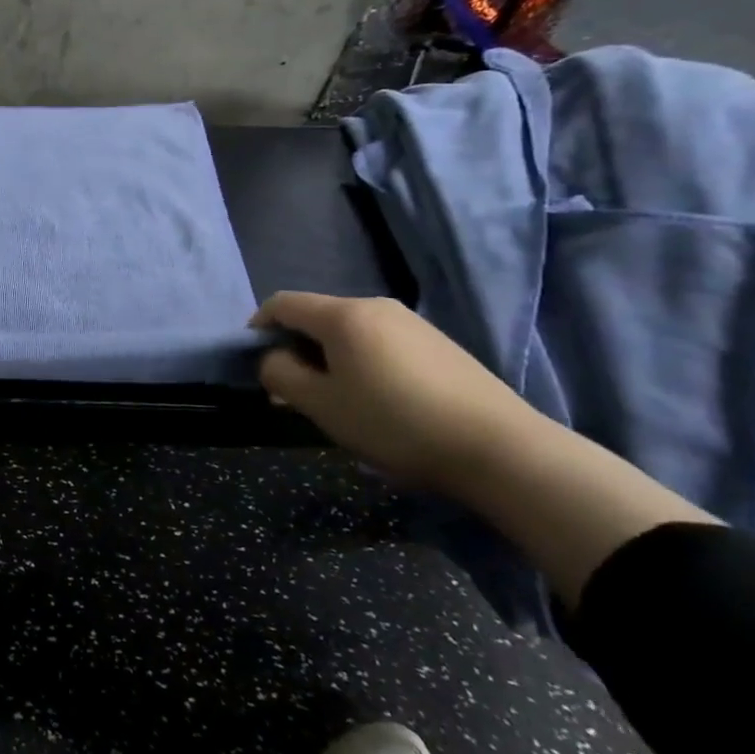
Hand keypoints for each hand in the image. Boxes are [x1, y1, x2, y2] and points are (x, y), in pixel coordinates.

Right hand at [251, 292, 544, 492]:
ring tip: (333, 399)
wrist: (501, 449)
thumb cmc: (395, 422)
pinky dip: (361, 362)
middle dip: (294, 347)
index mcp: (343, 315)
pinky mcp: (439, 345)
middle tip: (290, 389)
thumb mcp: (322, 405)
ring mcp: (412, 324)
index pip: (282, 303)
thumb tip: (271, 359)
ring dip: (328, 357)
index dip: (258, 327)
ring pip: (350, 331)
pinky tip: (375, 400)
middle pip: (317, 316)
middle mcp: (376, 306)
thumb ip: (281, 375)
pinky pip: (380, 343)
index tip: (253, 362)